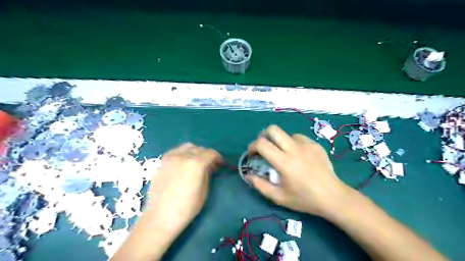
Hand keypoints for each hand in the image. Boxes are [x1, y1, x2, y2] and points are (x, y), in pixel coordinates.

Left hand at [147, 143, 221, 235]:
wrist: (160, 217)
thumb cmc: (186, 208)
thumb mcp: (204, 191)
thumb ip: (208, 173)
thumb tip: (209, 166)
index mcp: (196, 163)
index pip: (211, 153)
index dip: (218, 158)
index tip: (221, 164)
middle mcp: (183, 156)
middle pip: (200, 149)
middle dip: (207, 155)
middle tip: (210, 165)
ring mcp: (171, 157)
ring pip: (188, 147)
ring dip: (196, 152)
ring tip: (197, 162)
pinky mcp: (162, 161)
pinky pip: (176, 151)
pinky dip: (183, 153)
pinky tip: (184, 163)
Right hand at [249, 125, 350, 215]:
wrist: (332, 196)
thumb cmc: (304, 199)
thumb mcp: (279, 197)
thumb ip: (260, 185)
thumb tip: (248, 175)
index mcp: (284, 162)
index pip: (262, 144)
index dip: (253, 146)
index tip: (252, 154)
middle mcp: (294, 149)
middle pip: (273, 129)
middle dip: (264, 135)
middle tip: (264, 147)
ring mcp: (306, 144)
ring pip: (286, 134)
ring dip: (280, 142)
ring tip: (283, 154)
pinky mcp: (315, 144)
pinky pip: (298, 138)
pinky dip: (293, 144)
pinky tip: (298, 155)